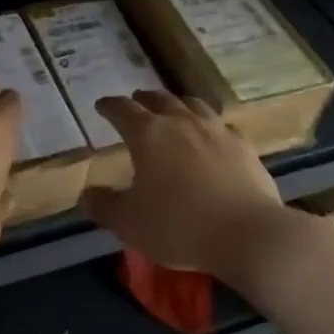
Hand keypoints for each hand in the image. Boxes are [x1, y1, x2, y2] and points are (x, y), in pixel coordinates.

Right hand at [83, 90, 286, 282]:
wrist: (247, 234)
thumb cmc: (179, 226)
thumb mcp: (130, 224)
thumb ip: (104, 206)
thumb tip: (86, 194)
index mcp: (148, 134)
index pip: (122, 109)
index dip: (109, 106)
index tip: (101, 106)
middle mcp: (180, 122)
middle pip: (158, 100)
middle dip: (143, 100)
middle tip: (136, 103)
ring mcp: (215, 130)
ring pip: (192, 105)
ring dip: (177, 105)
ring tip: (173, 110)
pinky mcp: (243, 145)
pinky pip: (221, 126)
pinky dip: (209, 126)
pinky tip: (212, 137)